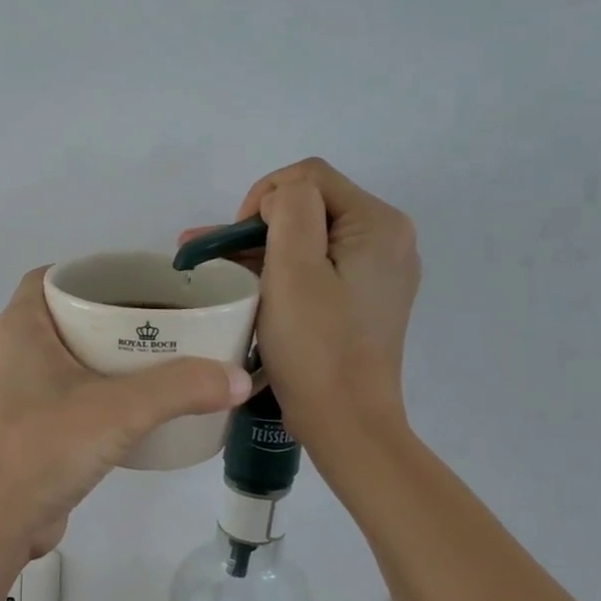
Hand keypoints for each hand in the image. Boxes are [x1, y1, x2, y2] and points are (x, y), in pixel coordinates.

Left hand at [0, 268, 251, 562]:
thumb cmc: (44, 448)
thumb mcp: (119, 410)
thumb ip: (181, 388)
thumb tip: (240, 378)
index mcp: (21, 327)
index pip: (53, 276)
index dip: (95, 272)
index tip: (141, 282)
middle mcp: (14, 351)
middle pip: (69, 315)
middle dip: (115, 314)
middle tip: (166, 319)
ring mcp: (20, 391)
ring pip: (72, 356)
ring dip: (112, 355)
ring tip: (165, 356)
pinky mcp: (31, 427)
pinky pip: (72, 392)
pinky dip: (104, 389)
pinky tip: (142, 404)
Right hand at [180, 158, 419, 445]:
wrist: (347, 423)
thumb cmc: (316, 347)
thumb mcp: (295, 268)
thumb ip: (290, 209)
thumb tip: (279, 200)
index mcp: (379, 224)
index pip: (309, 177)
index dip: (263, 199)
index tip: (236, 244)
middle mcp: (388, 239)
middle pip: (311, 206)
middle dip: (257, 225)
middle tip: (212, 254)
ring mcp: (378, 271)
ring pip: (310, 237)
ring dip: (264, 247)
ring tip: (215, 266)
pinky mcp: (364, 298)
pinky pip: (319, 266)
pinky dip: (283, 270)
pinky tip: (248, 284)